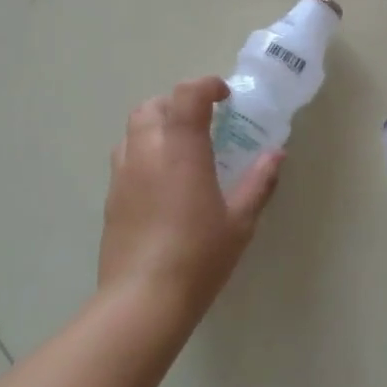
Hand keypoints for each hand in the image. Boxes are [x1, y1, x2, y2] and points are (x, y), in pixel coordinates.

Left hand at [100, 77, 282, 315]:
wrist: (142, 300)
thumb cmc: (199, 256)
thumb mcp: (240, 221)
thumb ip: (258, 182)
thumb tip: (275, 154)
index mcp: (181, 149)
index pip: (187, 95)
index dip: (206, 86)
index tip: (225, 96)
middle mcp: (147, 151)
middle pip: (153, 105)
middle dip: (177, 102)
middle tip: (203, 121)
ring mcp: (123, 174)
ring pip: (133, 129)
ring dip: (157, 124)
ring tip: (181, 147)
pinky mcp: (111, 197)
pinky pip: (125, 156)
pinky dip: (144, 151)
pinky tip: (163, 181)